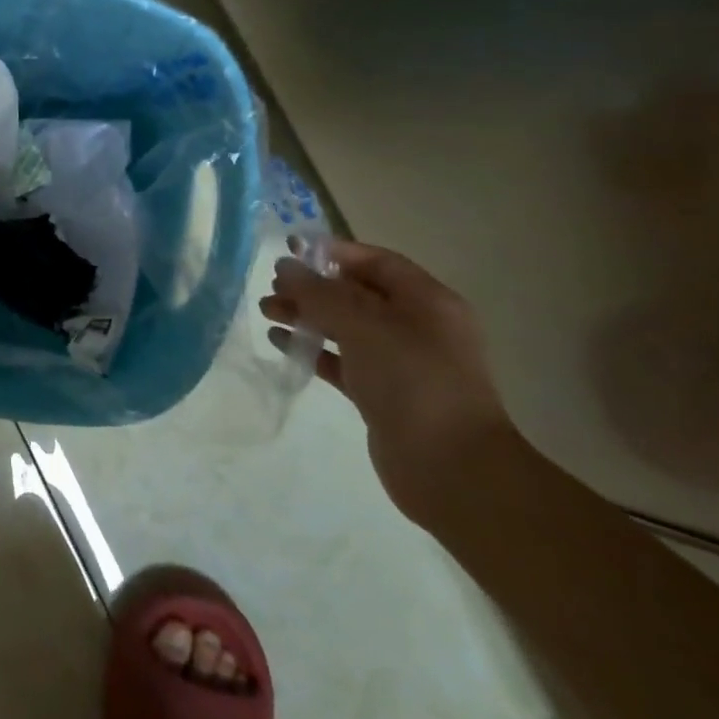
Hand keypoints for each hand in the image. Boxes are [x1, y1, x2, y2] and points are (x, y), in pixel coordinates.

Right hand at [260, 240, 512, 524]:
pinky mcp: (382, 394)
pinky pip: (341, 360)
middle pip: (357, 293)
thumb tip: (285, 267)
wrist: (452, 468)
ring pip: (345, 327)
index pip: (376, 262)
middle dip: (312, 286)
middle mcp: (417, 327)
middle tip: (272, 287)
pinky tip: (280, 342)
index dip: (334, 252)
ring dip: (306, 316)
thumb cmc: (413, 381)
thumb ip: (319, 293)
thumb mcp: (363, 325)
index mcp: (427, 302)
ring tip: (266, 311)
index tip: (290, 250)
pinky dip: (312, 349)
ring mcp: (401, 363)